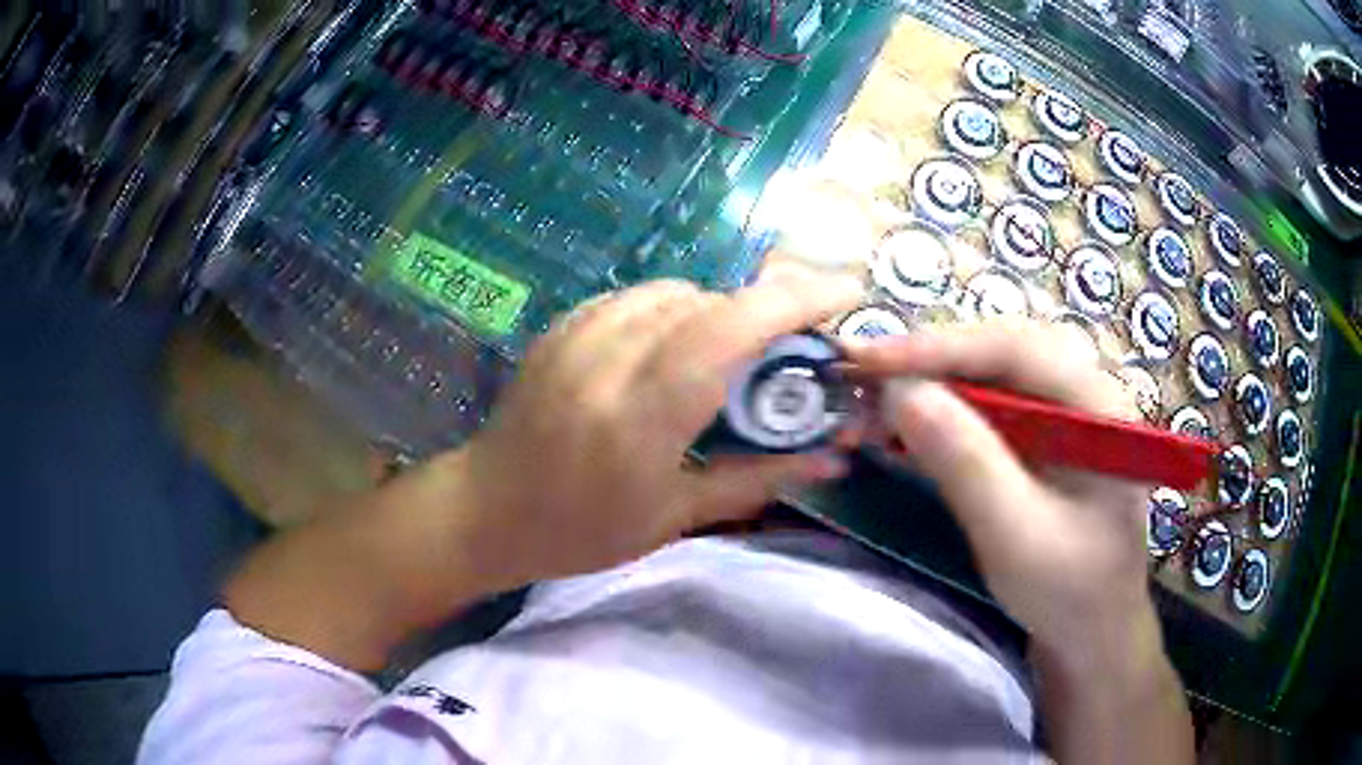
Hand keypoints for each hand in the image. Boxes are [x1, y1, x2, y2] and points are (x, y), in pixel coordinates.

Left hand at [448, 269, 864, 586]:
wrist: (486, 509)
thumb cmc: (580, 530)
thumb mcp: (674, 516)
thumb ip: (757, 479)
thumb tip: (832, 459)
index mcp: (640, 414)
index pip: (729, 329)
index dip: (794, 300)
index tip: (846, 293)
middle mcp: (609, 357)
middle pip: (710, 301)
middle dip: (768, 310)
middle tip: (798, 346)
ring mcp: (579, 332)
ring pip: (676, 292)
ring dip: (721, 312)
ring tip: (734, 356)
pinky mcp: (563, 325)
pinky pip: (639, 298)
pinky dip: (676, 312)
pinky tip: (677, 349)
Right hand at [845, 320, 1153, 653]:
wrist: (1092, 634)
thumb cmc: (1068, 592)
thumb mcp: (1017, 536)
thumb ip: (967, 464)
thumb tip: (901, 393)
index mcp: (1098, 405)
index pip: (1016, 349)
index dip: (941, 348)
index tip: (870, 360)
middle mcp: (1083, 394)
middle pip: (1003, 350)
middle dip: (935, 359)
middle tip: (868, 373)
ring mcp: (1064, 416)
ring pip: (994, 375)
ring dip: (936, 382)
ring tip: (880, 396)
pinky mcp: (1044, 441)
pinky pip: (991, 407)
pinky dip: (947, 411)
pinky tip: (914, 425)